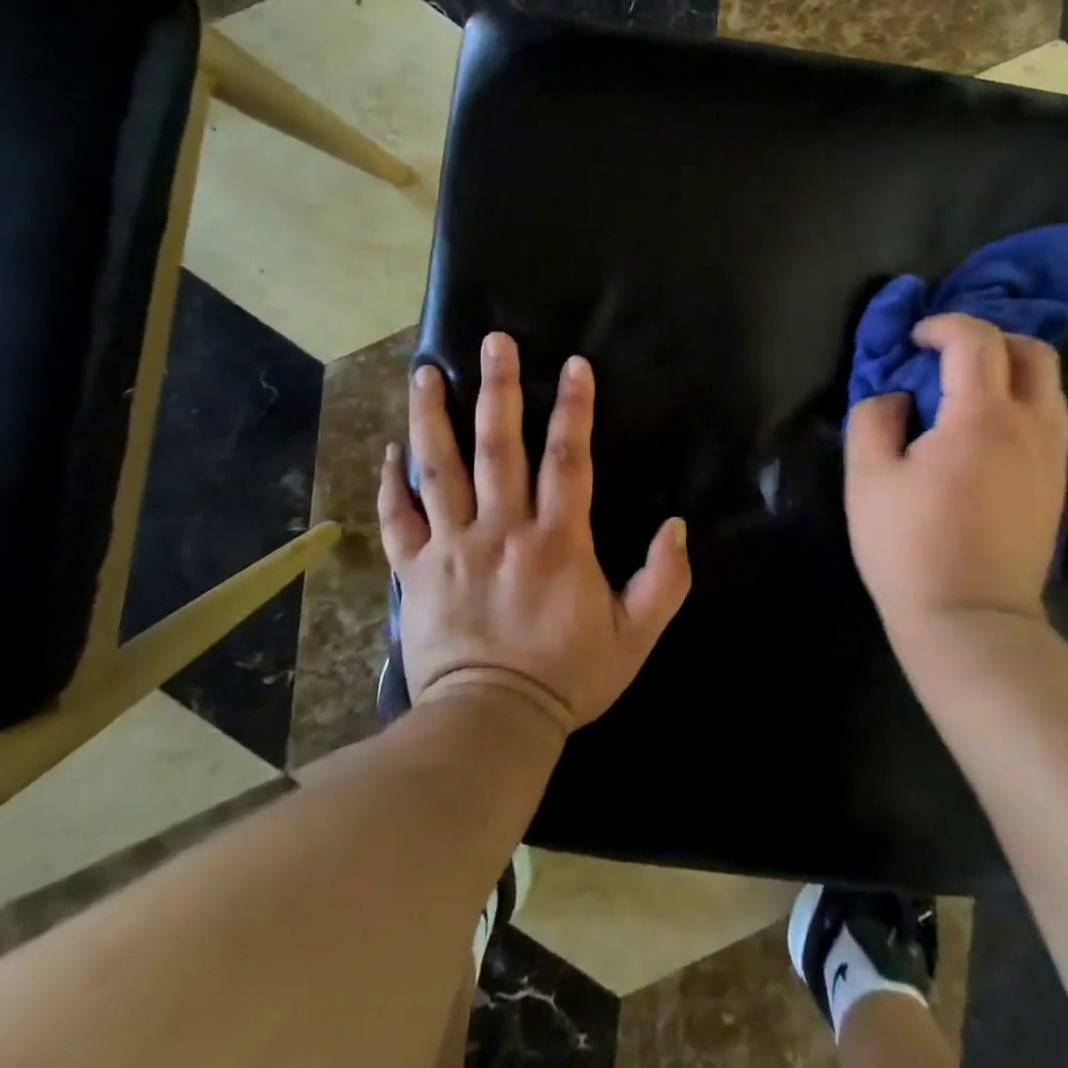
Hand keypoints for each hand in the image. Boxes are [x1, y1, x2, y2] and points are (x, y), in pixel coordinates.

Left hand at [377, 332, 691, 735]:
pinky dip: (392, 484)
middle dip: (499, 389)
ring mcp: (452, 548)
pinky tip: (391, 451)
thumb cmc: (567, 677)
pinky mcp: (415, 573)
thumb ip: (664, 581)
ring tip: (426, 372)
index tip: (574, 365)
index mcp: (556, 541)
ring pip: (440, 470)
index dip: (574, 409)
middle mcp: (501, 530)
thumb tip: (677, 526)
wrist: (491, 726)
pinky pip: (400, 520)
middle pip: (499, 447)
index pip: (568, 459)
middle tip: (493, 342)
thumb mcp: (635, 637)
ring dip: (432, 418)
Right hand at [844, 314, 1067, 653]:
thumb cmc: (910, 547)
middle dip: (989, 339)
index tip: (913, 342)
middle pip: (1033, 351)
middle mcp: (1031, 426)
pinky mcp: (1057, 483)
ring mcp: (1052, 457)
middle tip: (947, 359)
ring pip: (1049, 384)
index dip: (942, 325)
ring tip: (965, 392)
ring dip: (1009, 370)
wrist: (971, 622)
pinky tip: (984, 431)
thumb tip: (896, 396)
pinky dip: (1021, 402)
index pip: (976, 339)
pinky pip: (1049, 418)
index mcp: (981, 417)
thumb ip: (873, 418)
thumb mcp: (867, 478)